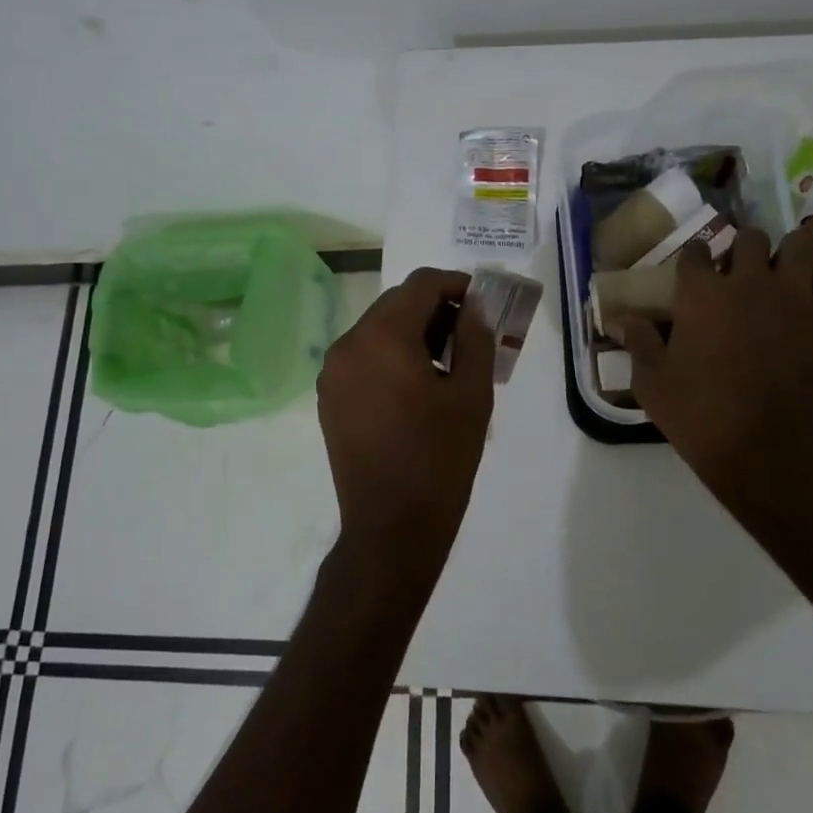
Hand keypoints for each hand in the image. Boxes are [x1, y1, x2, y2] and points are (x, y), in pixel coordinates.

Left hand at [317, 267, 495, 582]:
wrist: (391, 527)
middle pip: (396, 304)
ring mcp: (333, 373)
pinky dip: (391, 356)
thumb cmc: (440, 458)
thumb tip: (475, 306)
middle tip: (471, 335)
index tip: (483, 304)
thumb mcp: (472, 394)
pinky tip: (417, 386)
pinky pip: (363, 358)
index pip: (421, 284)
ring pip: (378, 330)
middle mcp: (348, 344)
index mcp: (383, 336)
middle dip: (435, 309)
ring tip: (448, 362)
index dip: (456, 285)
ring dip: (413, 333)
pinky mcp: (329, 398)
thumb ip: (476, 337)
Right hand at [620, 226, 812, 508]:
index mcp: (700, 294)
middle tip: (740, 276)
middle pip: (749, 238)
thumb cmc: (699, 415)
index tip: (694, 276)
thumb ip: (638, 342)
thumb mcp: (651, 382)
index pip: (696, 251)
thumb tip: (622, 318)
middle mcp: (747, 281)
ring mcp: (793, 294)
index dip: (694, 260)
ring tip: (783, 273)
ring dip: (789, 251)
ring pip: (800, 241)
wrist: (763, 450)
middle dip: (742, 251)